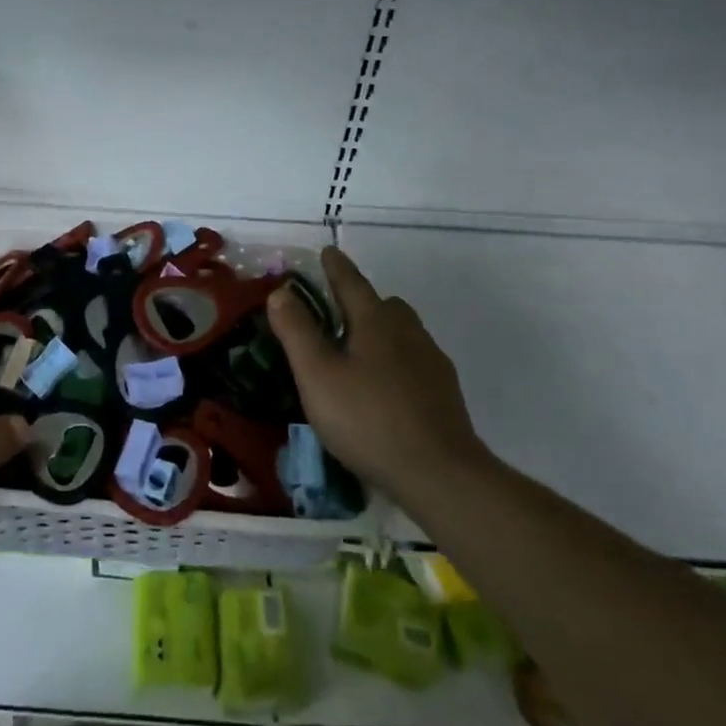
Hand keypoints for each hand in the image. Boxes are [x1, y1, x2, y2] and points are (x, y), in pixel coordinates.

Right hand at [269, 247, 488, 507]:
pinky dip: (396, 362)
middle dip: (361, 301)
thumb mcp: (317, 375)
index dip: (336, 267)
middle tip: (338, 312)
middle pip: (383, 304)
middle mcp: (407, 330)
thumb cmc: (368, 419)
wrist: (440, 473)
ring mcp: (431, 361)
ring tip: (359, 353)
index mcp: (375, 320)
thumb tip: (281, 291)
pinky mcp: (445, 392)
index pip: (351, 282)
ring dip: (381, 332)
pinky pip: (415, 361)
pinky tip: (386, 388)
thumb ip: (297, 331)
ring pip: (402, 332)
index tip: (327, 251)